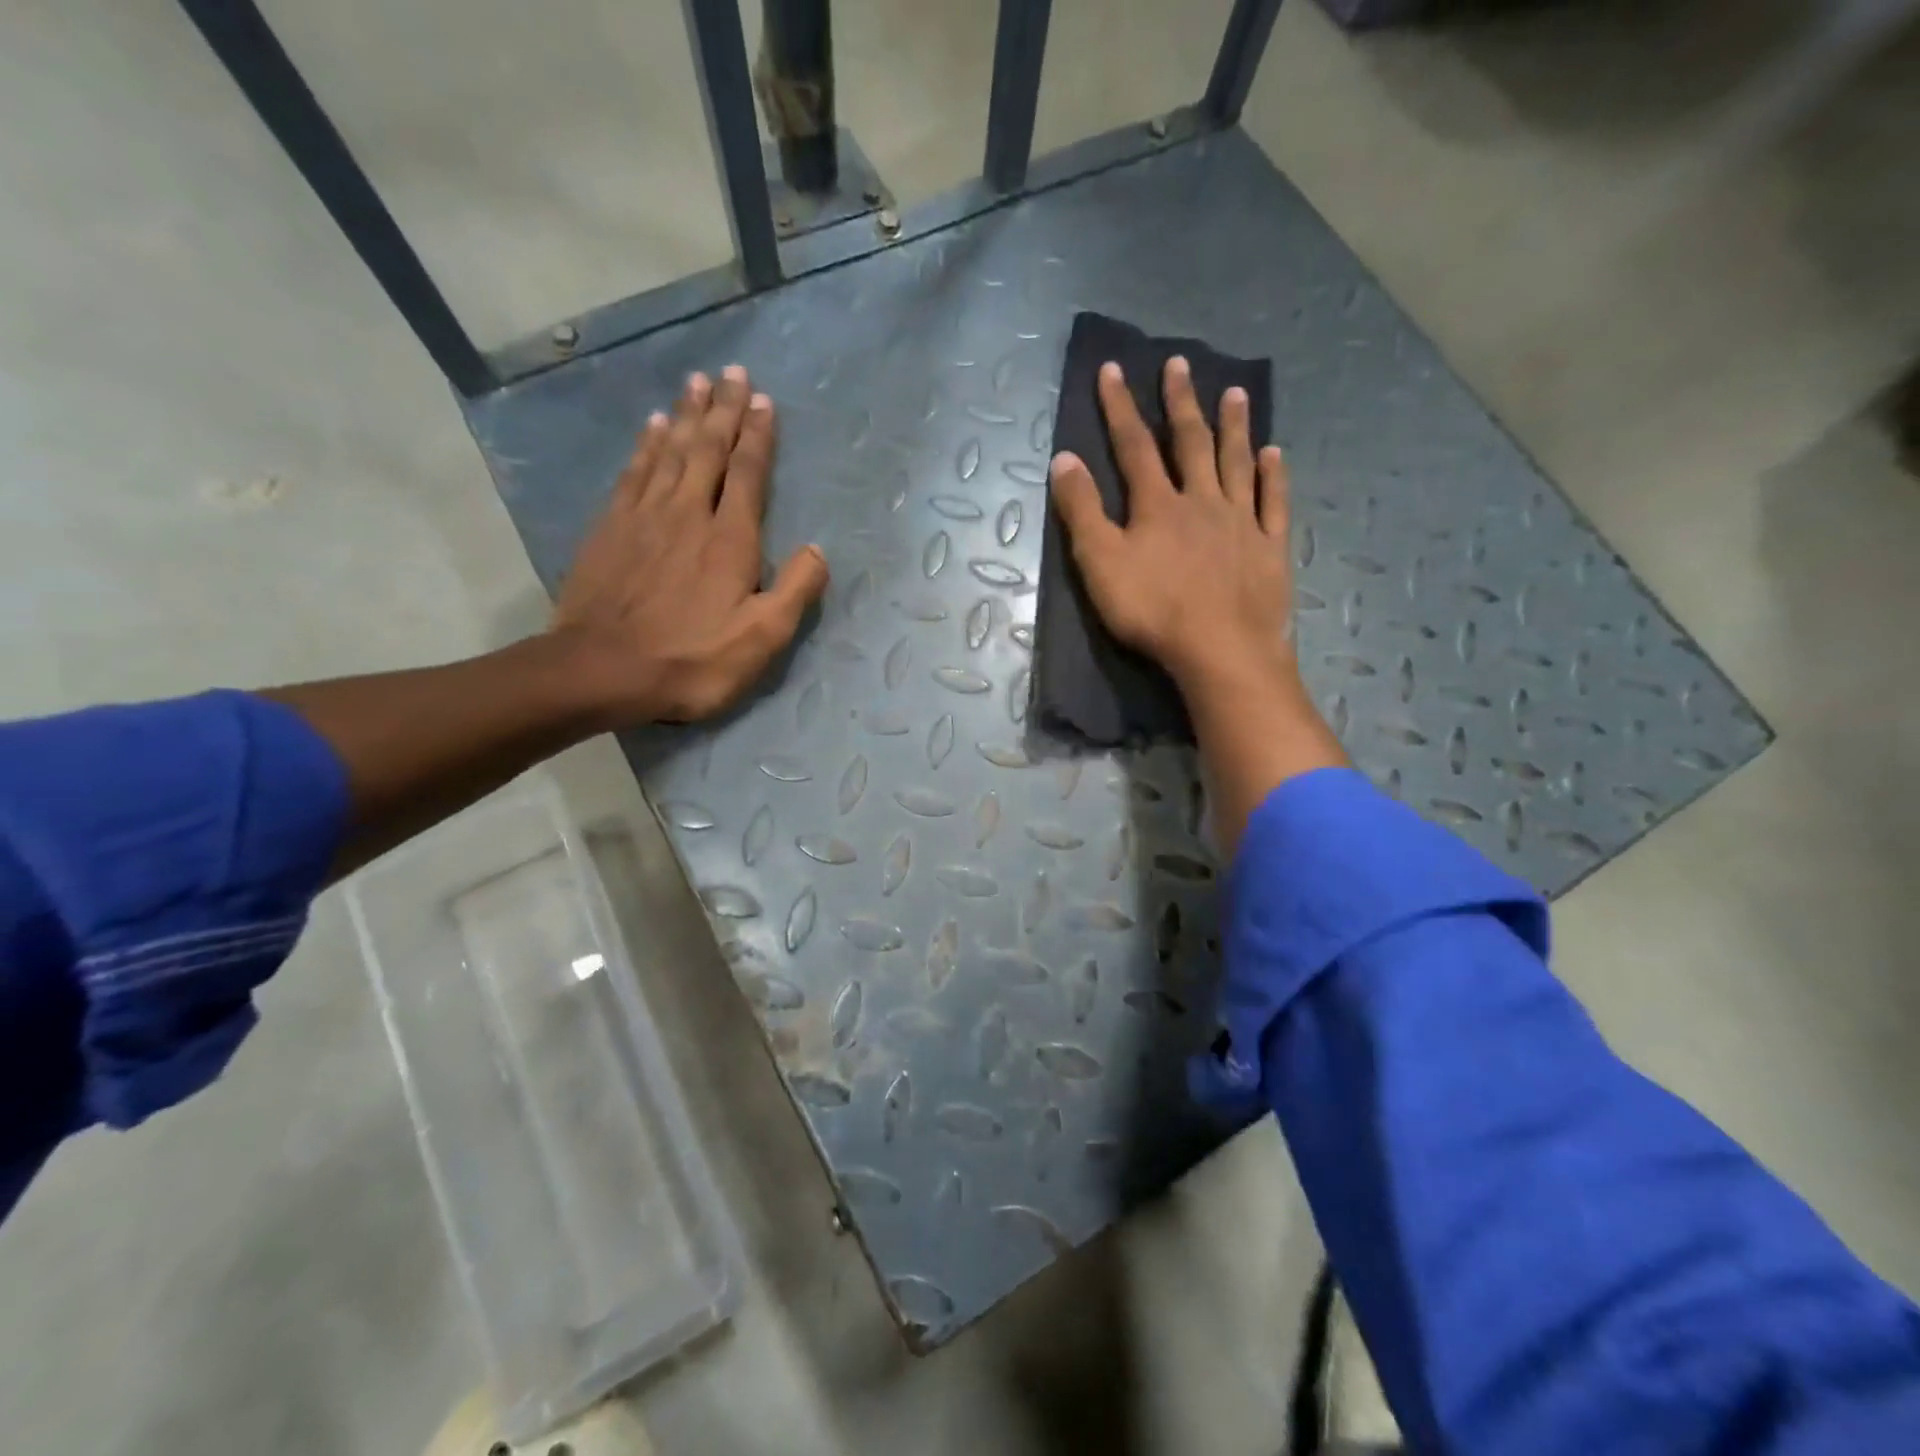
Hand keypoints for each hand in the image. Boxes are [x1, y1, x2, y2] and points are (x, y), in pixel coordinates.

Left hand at [553, 366, 828, 723]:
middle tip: (733, 372)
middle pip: (709, 450)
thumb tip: (817, 549)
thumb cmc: (692, 660)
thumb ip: (796, 591)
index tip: (764, 400)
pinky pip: (635, 471)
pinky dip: (647, 444)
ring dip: (687, 414)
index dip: (758, 436)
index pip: (748, 474)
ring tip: (698, 382)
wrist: (602, 669)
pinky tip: (654, 426)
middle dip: (724, 410)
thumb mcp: (761, 639)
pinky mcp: (610, 527)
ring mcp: (644, 517)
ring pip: (670, 451)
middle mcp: (689, 513)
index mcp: (730, 540)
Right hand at [1048, 356, 1343, 851]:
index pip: (1134, 447)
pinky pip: (1273, 502)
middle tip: (1179, 364)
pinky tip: (1274, 454)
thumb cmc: (1152, 611)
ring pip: (1236, 463)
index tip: (1113, 369)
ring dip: (1233, 427)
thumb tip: (1064, 460)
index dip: (1120, 408)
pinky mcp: (1269, 548)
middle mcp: (1202, 501)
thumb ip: (1082, 511)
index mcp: (1157, 505)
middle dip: (1179, 403)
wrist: (1219, 650)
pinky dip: (1273, 476)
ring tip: (1234, 392)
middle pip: (1190, 443)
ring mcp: (1241, 522)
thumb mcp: (1100, 564)